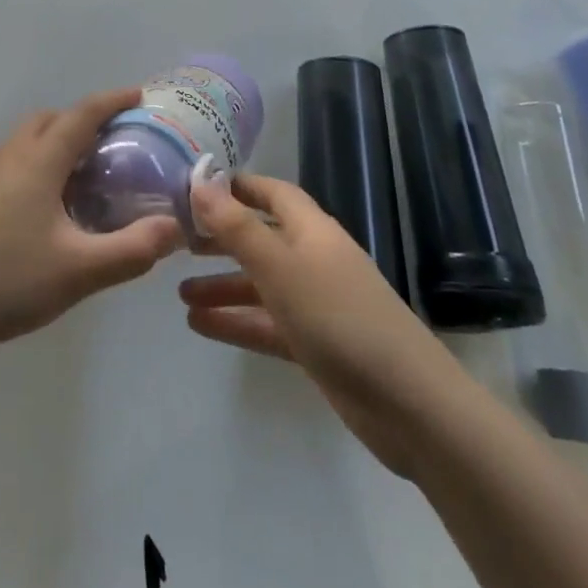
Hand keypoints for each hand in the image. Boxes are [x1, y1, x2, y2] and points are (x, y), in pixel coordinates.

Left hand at [0, 87, 182, 355]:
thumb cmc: (9, 279)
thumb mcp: (80, 270)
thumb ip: (132, 249)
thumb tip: (174, 228)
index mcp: (39, 160)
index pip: (83, 114)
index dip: (113, 100)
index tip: (139, 94)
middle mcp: (11, 155)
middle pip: (51, 119)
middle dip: (83, 119)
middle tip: (112, 142)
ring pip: (27, 139)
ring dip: (56, 141)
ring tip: (82, 175)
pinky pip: (12, 161)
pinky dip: (37, 163)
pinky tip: (44, 205)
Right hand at [180, 174, 461, 475]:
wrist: (409, 405)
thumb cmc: (339, 318)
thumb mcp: (280, 267)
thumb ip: (237, 227)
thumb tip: (199, 182)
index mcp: (311, 230)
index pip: (271, 193)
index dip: (237, 186)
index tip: (196, 187)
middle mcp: (313, 259)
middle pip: (261, 237)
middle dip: (222, 237)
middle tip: (178, 239)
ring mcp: (316, 304)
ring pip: (260, 285)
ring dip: (222, 285)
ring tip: (179, 292)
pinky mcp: (316, 345)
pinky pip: (267, 324)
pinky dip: (236, 321)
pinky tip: (199, 325)